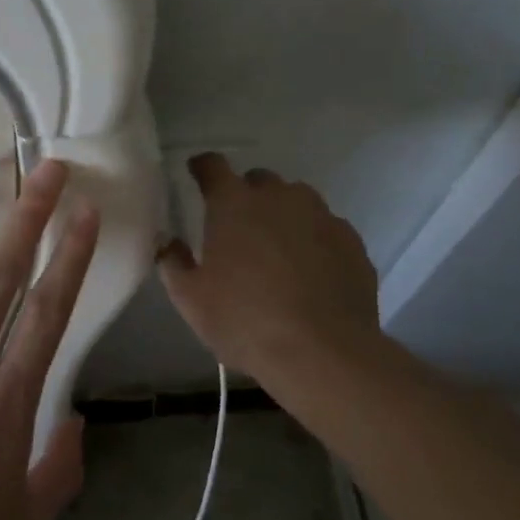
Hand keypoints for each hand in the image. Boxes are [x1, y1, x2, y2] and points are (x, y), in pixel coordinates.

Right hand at [158, 153, 379, 382]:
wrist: (323, 353)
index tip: (197, 173)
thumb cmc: (245, 321)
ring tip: (278, 251)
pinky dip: (315, 241)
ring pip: (297, 201)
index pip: (213, 166)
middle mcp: (278, 197)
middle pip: (258, 181)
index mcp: (233, 203)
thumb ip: (173, 262)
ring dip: (283, 216)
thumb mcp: (191, 299)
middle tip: (239, 228)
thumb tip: (168, 241)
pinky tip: (311, 273)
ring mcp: (321, 215)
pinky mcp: (351, 241)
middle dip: (247, 196)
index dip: (203, 167)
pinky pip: (326, 229)